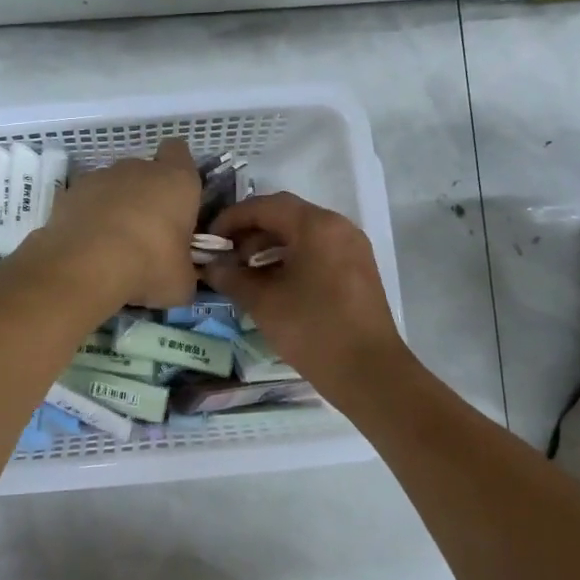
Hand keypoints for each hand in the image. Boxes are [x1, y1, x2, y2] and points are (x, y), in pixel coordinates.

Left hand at [32, 139, 201, 308]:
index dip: (178, 171)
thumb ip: (185, 269)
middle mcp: (138, 168)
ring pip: (113, 186)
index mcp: (176, 181)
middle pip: (145, 172)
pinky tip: (87, 247)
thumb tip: (180, 275)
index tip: (177, 198)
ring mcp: (100, 176)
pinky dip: (87, 218)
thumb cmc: (149, 265)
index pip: (179, 152)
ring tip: (111, 245)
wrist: (86, 266)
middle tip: (147, 235)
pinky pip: (85, 201)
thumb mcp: (182, 281)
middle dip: (146, 196)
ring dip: (115, 207)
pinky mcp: (69, 192)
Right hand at [203, 192, 407, 398]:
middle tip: (225, 255)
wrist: (370, 373)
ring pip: (302, 233)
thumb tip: (211, 266)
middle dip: (250, 232)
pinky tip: (273, 283)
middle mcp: (338, 226)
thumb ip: (232, 277)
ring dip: (270, 246)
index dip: (232, 218)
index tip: (209, 239)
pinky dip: (291, 257)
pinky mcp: (358, 269)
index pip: (265, 206)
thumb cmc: (312, 330)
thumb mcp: (263, 302)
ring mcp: (352, 247)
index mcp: (316, 225)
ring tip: (245, 272)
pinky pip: (318, 250)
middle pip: (285, 215)